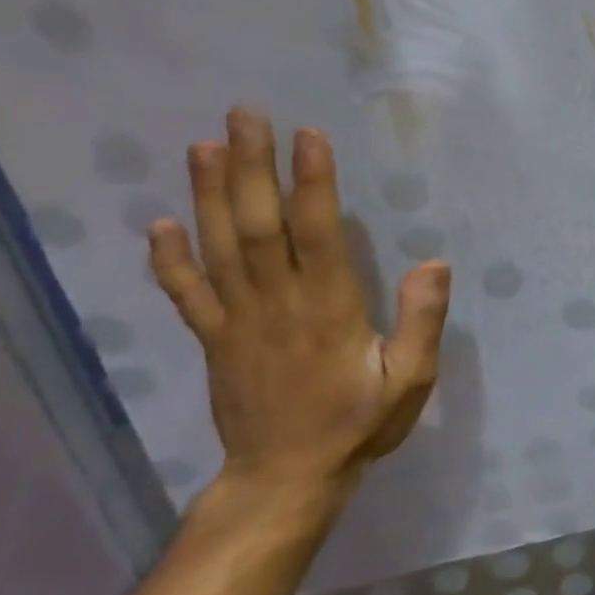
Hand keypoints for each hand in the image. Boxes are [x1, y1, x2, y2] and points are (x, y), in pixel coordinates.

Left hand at [147, 107, 451, 503]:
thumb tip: (433, 262)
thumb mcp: (410, 378)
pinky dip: (170, 258)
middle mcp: (276, 303)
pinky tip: (161, 223)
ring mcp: (236, 321)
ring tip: (204, 146)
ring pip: (218, 248)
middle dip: (251, 167)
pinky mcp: (214, 340)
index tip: (309, 136)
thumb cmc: (359, 423)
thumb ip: (421, 321)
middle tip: (245, 116)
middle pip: (256, 225)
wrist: (285, 479)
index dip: (311, 183)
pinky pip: (187, 294)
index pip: (317, 232)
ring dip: (208, 194)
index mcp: (327, 308)